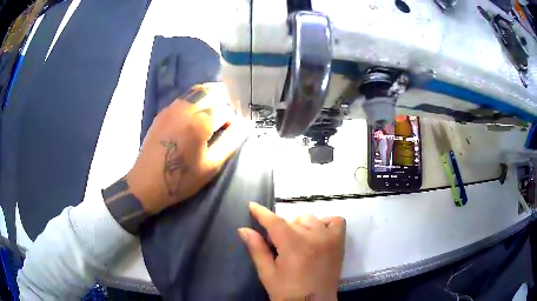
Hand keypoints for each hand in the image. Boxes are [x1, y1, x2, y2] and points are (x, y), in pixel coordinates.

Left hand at [126, 83, 242, 213]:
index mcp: (199, 123)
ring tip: (212, 110)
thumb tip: (242, 126)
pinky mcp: (162, 113)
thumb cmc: (181, 179)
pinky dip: (194, 100)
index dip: (230, 118)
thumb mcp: (211, 166)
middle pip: (210, 91)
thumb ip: (229, 143)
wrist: (147, 183)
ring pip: (195, 91)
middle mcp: (185, 109)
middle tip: (224, 116)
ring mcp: (171, 109)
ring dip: (208, 96)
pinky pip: (183, 98)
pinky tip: (195, 114)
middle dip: (222, 100)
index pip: (223, 109)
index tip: (229, 130)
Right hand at [239, 202, 345, 300]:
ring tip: (297, 243)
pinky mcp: (339, 242)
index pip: (274, 222)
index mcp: (293, 245)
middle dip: (280, 230)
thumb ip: (257, 249)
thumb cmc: (287, 292)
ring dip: (300, 227)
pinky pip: (335, 221)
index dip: (261, 212)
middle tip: (278, 247)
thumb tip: (243, 229)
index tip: (252, 206)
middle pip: (291, 221)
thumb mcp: (267, 273)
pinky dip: (325, 223)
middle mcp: (313, 236)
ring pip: (310, 219)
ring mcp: (329, 238)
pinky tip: (317, 234)